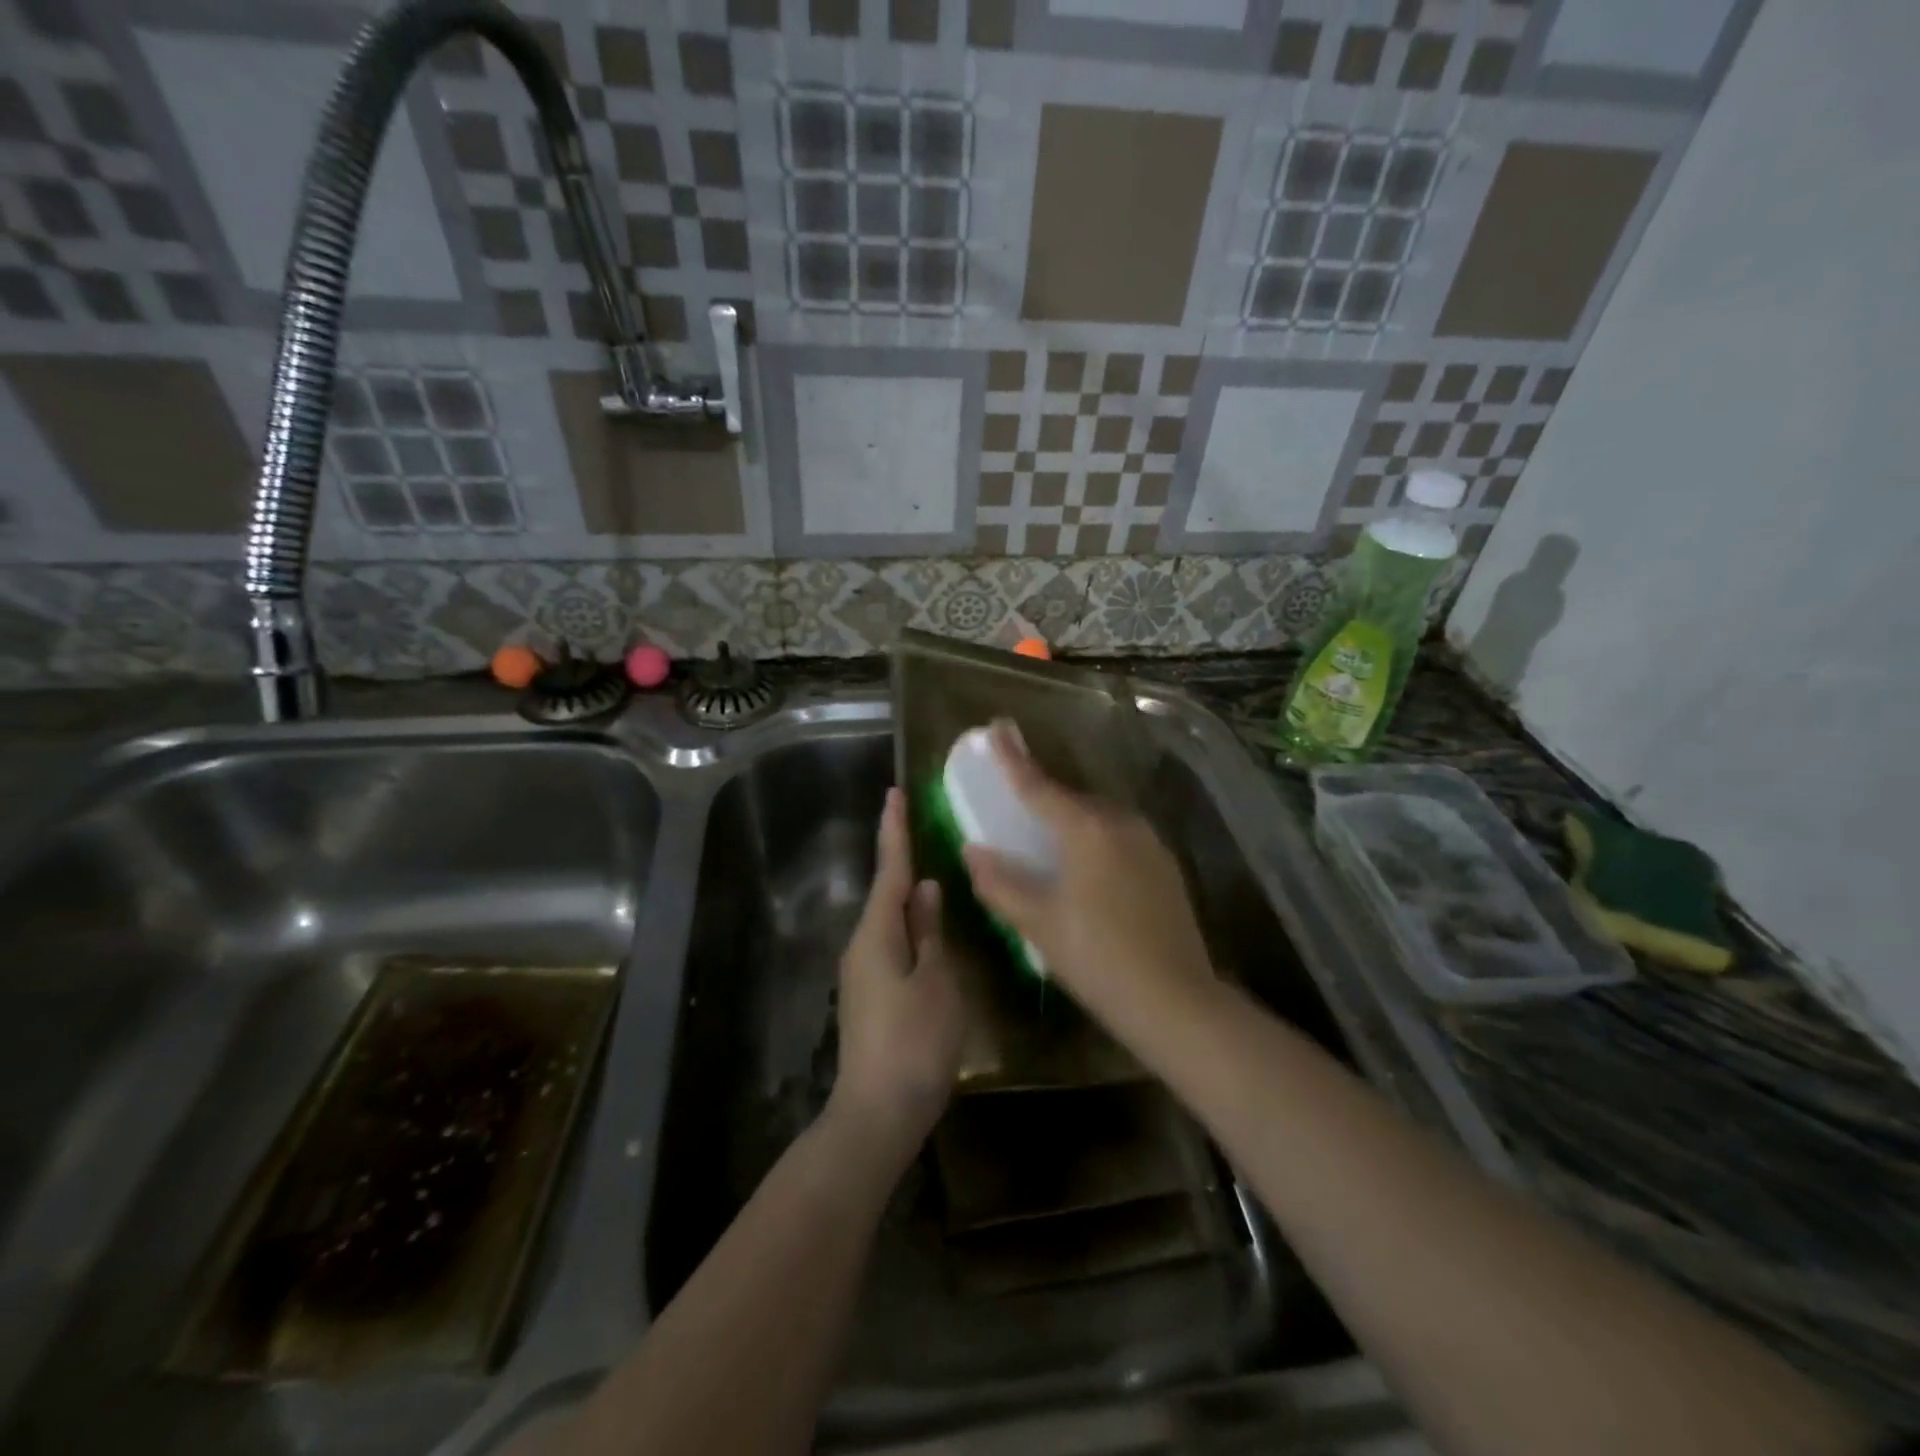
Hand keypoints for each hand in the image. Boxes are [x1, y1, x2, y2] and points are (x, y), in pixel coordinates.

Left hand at [828, 788, 965, 1167]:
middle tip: (921, 825)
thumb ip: (930, 932)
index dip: (895, 830)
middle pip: (886, 892)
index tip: (894, 793)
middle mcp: (862, 946)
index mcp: (877, 934)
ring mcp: (862, 973)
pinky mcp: (870, 996)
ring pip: (889, 920)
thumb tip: (925, 889)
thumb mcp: (936, 982)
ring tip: (933, 871)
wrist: (876, 1114)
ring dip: (907, 895)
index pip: (890, 869)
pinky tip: (929, 929)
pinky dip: (909, 926)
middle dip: (901, 858)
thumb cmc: (914, 1043)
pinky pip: (891, 945)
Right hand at [962, 722, 1217, 1034]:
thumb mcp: (1037, 923)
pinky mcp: (1165, 866)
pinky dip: (1095, 839)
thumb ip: (1000, 882)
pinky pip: (1119, 837)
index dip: (1013, 758)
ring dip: (1071, 819)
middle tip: (1017, 798)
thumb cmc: (1097, 957)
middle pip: (1072, 798)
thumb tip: (973, 851)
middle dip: (1043, 793)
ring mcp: (1149, 843)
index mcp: (1086, 829)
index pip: (1039, 786)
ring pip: (1099, 818)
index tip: (997, 728)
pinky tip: (1087, 868)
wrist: (1175, 1000)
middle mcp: (1120, 823)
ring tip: (1049, 837)